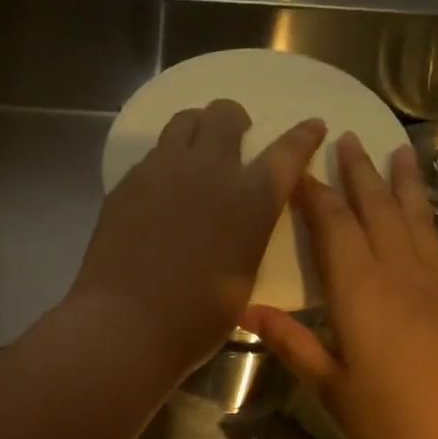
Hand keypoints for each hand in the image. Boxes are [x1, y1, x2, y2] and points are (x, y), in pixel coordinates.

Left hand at [69, 100, 325, 376]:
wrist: (125, 324)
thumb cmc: (195, 318)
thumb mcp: (243, 277)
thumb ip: (247, 237)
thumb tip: (239, 224)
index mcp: (251, 198)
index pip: (287, 151)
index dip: (303, 135)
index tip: (312, 125)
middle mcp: (209, 170)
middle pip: (225, 114)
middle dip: (235, 121)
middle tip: (234, 140)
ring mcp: (162, 170)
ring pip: (184, 121)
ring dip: (197, 129)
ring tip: (195, 154)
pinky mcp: (128, 182)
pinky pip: (153, 154)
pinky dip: (165, 161)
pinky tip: (161, 189)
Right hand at [243, 132, 437, 438]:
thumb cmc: (395, 425)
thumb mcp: (332, 389)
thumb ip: (292, 343)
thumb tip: (245, 309)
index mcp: (361, 294)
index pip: (334, 228)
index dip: (313, 194)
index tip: (296, 164)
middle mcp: (400, 276)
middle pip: (377, 212)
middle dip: (359, 173)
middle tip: (347, 137)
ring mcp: (436, 287)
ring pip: (414, 221)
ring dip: (402, 184)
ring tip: (399, 149)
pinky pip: (435, 243)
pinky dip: (425, 217)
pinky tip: (422, 214)